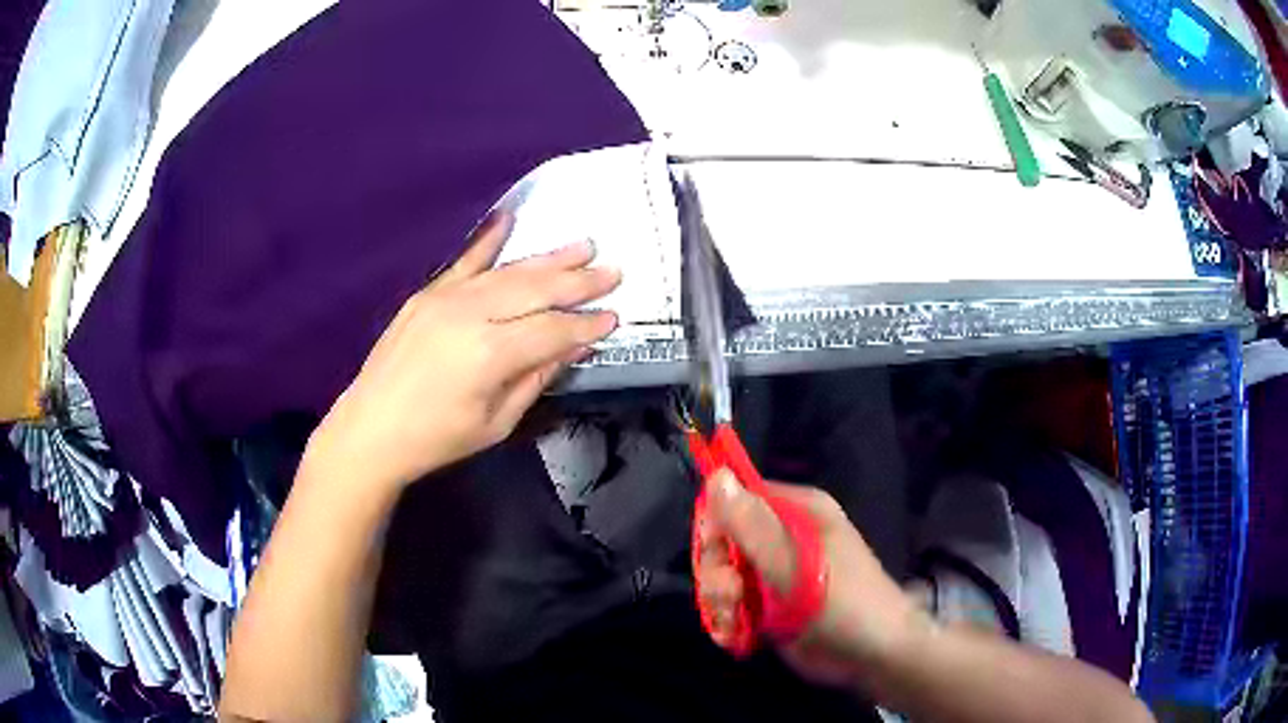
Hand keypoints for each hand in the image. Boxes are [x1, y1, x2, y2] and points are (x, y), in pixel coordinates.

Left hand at [307, 213, 621, 490]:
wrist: (371, 430)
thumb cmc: (438, 439)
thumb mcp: (497, 422)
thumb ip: (537, 378)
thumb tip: (574, 347)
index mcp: (490, 355)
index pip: (553, 330)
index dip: (587, 325)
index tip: (615, 318)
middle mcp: (470, 315)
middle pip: (535, 290)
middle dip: (579, 282)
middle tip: (613, 271)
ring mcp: (445, 299)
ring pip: (507, 272)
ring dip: (548, 259)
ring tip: (583, 247)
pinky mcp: (426, 294)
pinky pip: (464, 262)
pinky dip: (487, 240)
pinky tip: (508, 219)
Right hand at [695, 471, 927, 687]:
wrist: (873, 655)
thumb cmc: (841, 603)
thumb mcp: (794, 565)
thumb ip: (753, 526)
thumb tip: (717, 475)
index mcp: (797, 512)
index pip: (736, 500)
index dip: (716, 526)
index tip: (717, 556)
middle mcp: (784, 536)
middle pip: (724, 542)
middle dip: (717, 573)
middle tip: (730, 597)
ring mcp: (776, 573)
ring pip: (723, 576)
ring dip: (719, 601)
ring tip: (734, 622)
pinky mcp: (770, 604)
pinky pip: (732, 603)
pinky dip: (726, 620)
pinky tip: (734, 636)